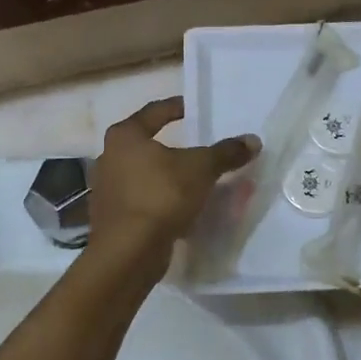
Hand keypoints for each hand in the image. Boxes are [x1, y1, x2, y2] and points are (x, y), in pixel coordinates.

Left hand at [86, 98, 258, 278]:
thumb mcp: (201, 169)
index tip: (194, 108)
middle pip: (147, 145)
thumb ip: (226, 153)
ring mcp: (108, 190)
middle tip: (198, 148)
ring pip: (145, 175)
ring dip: (168, 177)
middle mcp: (110, 158)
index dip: (177, 107)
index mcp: (125, 136)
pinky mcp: (113, 218)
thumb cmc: (161, 196)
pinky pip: (143, 201)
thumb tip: (253, 140)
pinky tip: (181, 209)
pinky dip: (161, 201)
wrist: (128, 251)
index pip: (154, 112)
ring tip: (194, 181)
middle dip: (173, 147)